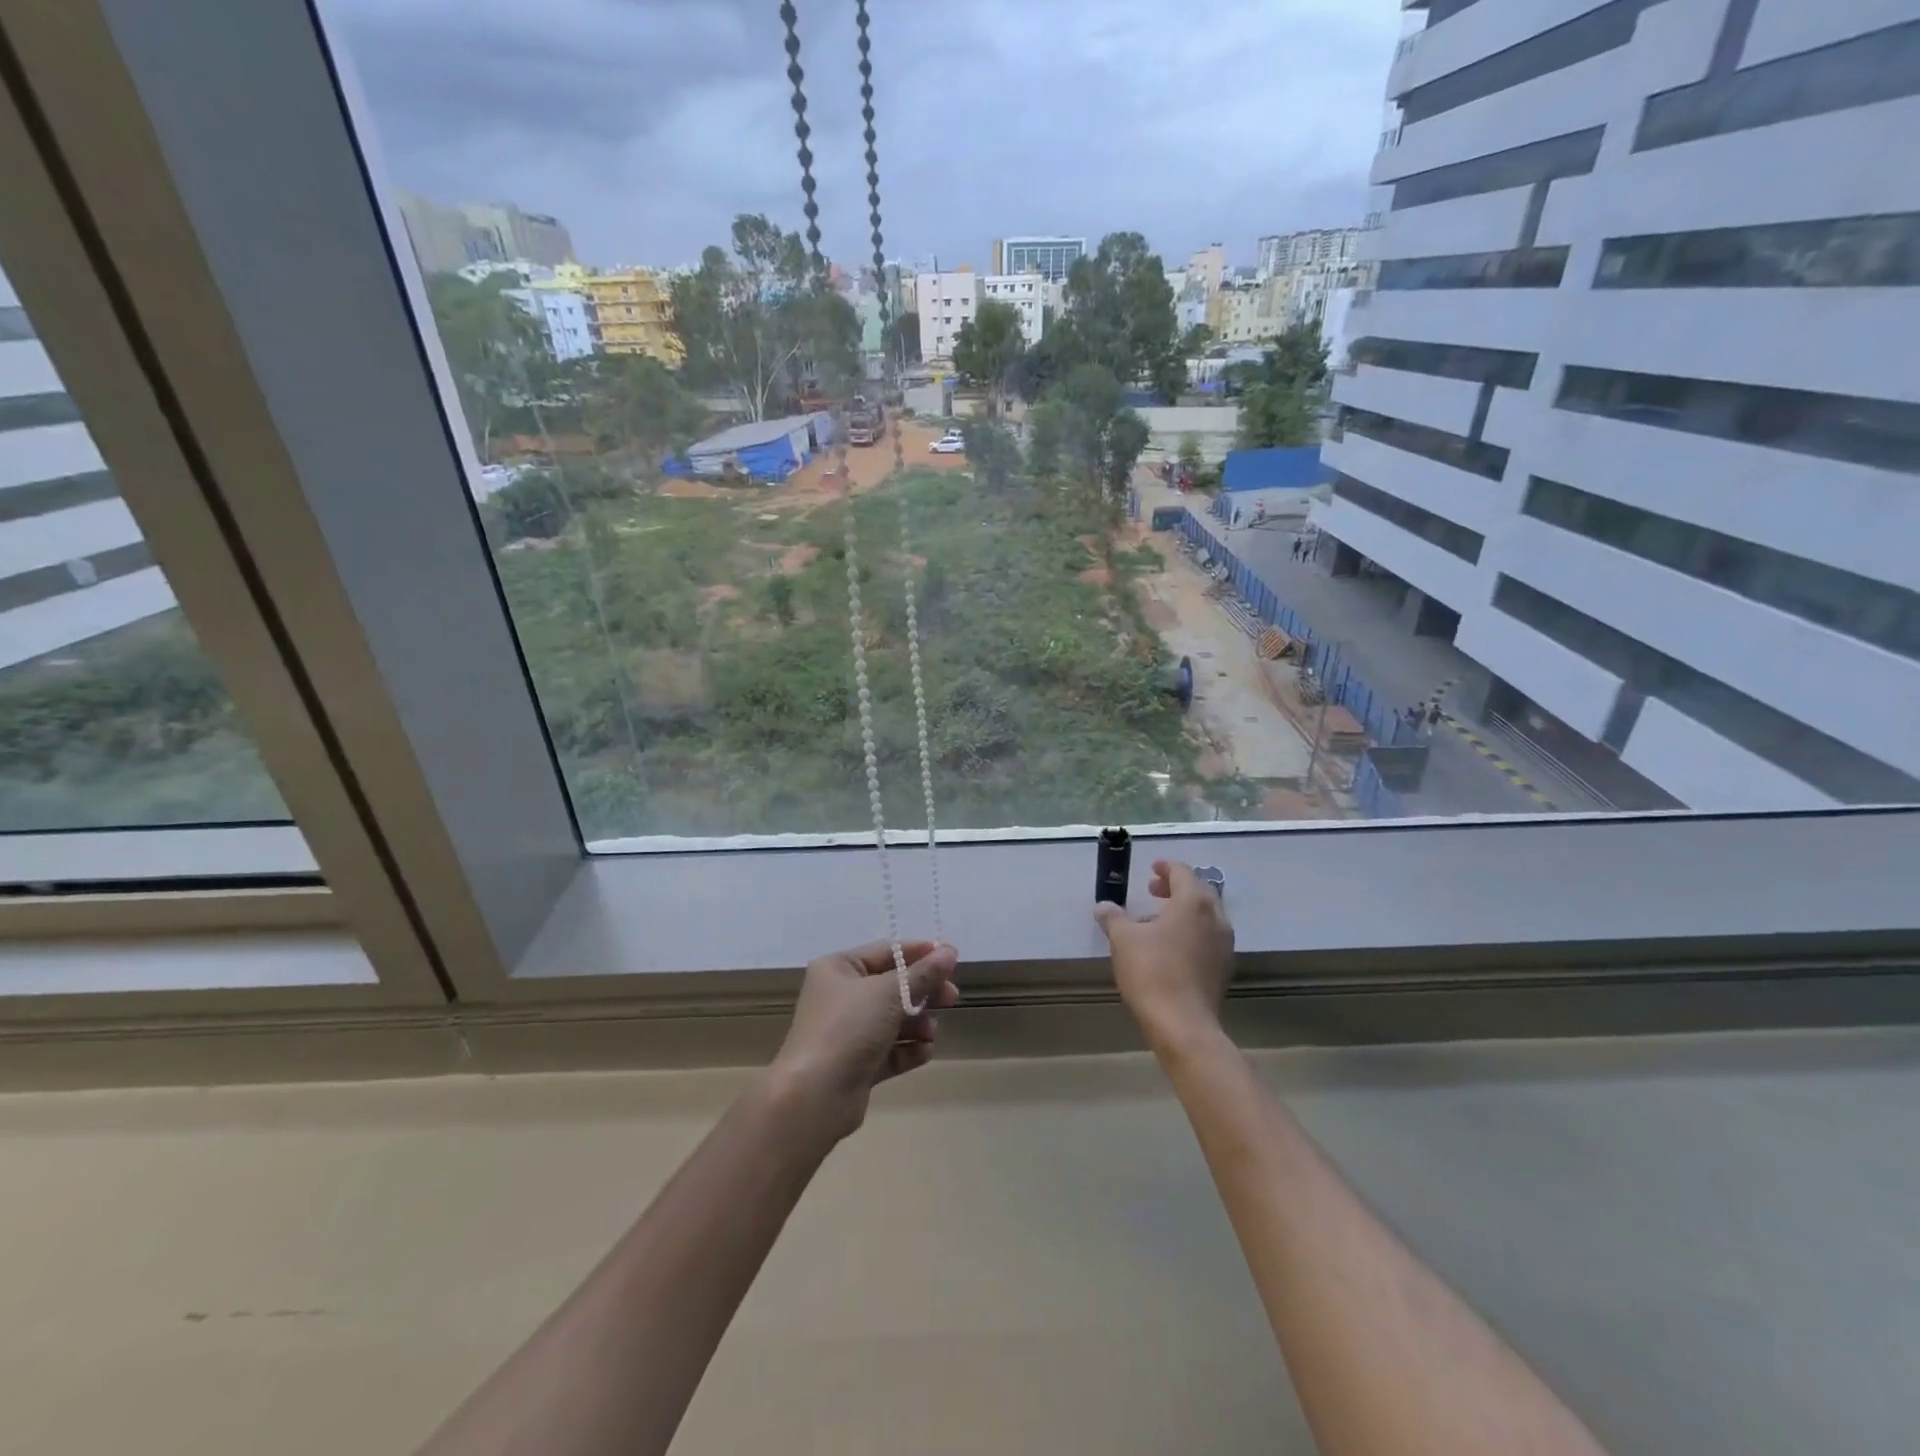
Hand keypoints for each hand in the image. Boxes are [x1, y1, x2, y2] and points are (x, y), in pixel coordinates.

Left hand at [768, 940, 960, 1140]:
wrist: (815, 1095)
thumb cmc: (848, 1027)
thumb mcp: (889, 992)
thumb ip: (923, 973)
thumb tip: (949, 951)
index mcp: (838, 968)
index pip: (886, 952)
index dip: (920, 954)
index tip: (952, 959)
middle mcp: (840, 996)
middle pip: (892, 986)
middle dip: (923, 992)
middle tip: (952, 998)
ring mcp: (847, 1032)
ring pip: (893, 1020)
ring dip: (917, 1024)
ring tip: (931, 1033)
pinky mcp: (856, 1065)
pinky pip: (889, 1050)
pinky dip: (908, 1050)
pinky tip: (924, 1052)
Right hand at [1094, 860, 1234, 1051]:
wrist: (1183, 1024)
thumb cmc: (1152, 972)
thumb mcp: (1123, 939)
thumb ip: (1113, 917)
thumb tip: (1103, 906)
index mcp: (1193, 902)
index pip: (1182, 872)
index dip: (1165, 867)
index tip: (1151, 869)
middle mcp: (1215, 917)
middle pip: (1198, 891)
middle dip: (1175, 887)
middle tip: (1152, 891)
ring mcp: (1224, 944)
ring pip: (1205, 915)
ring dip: (1183, 911)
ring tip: (1157, 921)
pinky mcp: (1224, 967)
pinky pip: (1208, 937)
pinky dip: (1191, 931)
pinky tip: (1170, 947)